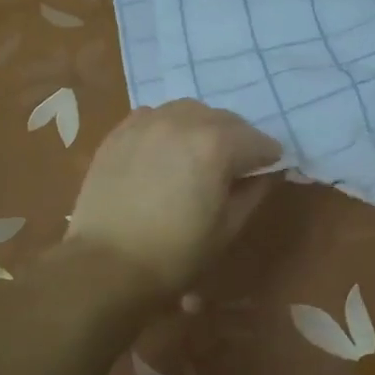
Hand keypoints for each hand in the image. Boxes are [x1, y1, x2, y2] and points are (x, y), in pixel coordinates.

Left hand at [66, 100, 282, 293]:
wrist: (105, 264)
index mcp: (217, 145)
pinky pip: (155, 116)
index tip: (269, 169)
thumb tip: (267, 173)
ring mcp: (149, 122)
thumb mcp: (227, 229)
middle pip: (225, 119)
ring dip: (204, 126)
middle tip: (237, 164)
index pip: (257, 141)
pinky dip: (169, 126)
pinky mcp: (121, 131)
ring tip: (199, 152)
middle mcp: (184, 121)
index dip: (268, 157)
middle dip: (238, 139)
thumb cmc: (175, 254)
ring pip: (190, 110)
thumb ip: (253, 193)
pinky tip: (166, 149)